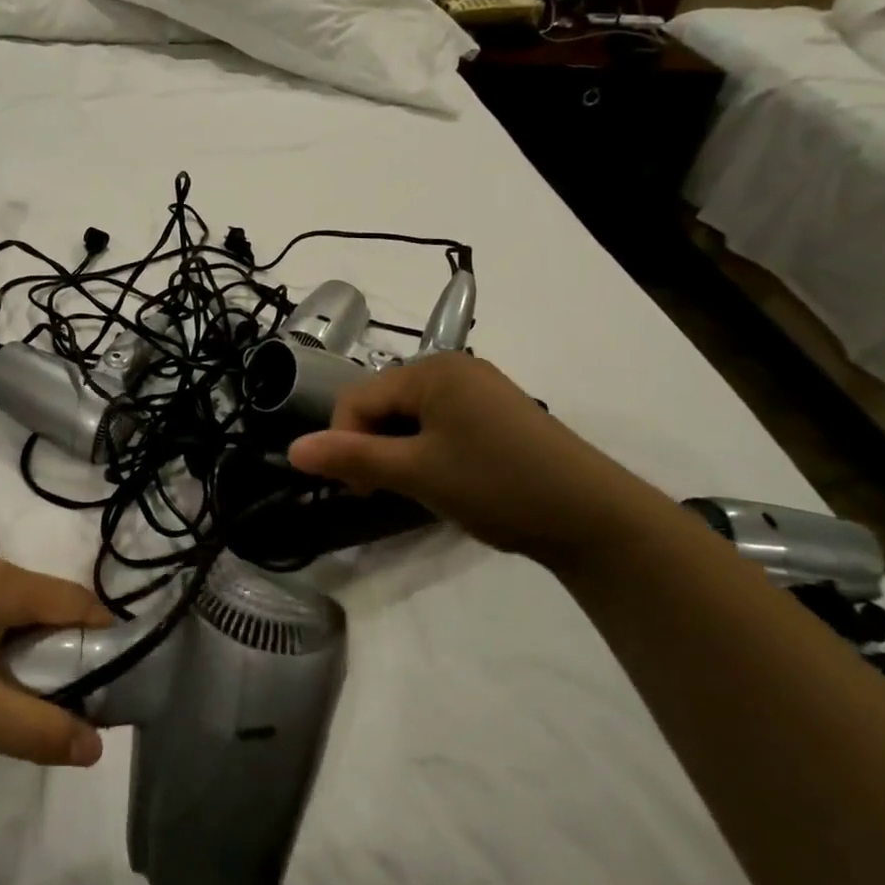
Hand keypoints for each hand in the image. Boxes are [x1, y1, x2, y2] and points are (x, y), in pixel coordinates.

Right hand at [286, 353, 668, 566]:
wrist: (593, 516)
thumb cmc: (497, 485)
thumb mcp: (416, 472)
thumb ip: (351, 457)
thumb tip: (291, 449)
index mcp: (431, 370)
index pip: (357, 399)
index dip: (344, 442)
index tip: (358, 490)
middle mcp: (453, 367)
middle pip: (382, 403)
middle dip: (371, 447)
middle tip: (383, 493)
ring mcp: (478, 388)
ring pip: (409, 417)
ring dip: (397, 451)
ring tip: (416, 489)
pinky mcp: (496, 412)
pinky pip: (439, 423)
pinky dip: (427, 450)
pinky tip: (445, 478)